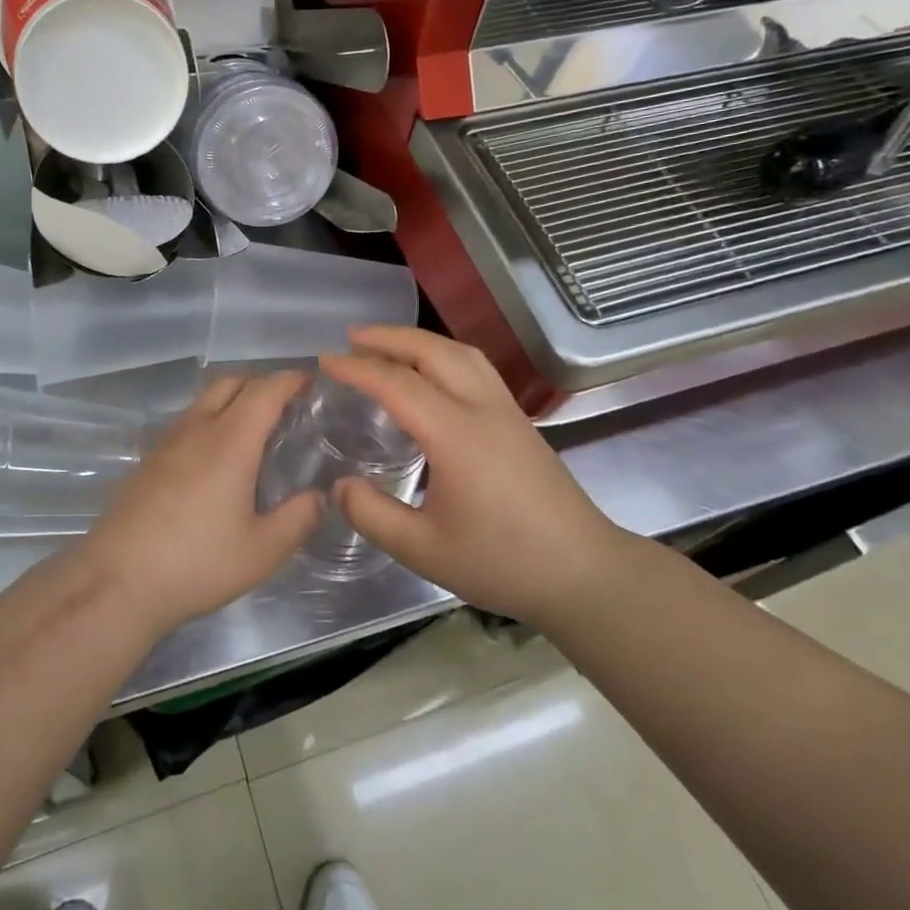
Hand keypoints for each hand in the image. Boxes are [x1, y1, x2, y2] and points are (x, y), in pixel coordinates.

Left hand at [79, 372, 322, 637]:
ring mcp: (166, 442)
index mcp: (230, 441)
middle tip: (285, 406)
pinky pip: (186, 423)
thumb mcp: (262, 551)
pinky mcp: (147, 461)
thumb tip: (320, 497)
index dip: (290, 380)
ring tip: (253, 431)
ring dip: (232, 401)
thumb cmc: (197, 562)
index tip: (311, 382)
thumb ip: (299, 518)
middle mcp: (196, 429)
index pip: (264, 391)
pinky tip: (215, 460)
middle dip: (260, 382)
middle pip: (229, 382)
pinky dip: (209, 422)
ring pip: (203, 401)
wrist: (117, 580)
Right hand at [320, 327, 617, 623]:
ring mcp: (506, 409)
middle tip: (351, 339)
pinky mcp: (519, 419)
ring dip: (418, 340)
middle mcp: (482, 408)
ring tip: (386, 344)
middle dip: (388, 337)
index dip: (357, 368)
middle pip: (432, 351)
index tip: (325, 362)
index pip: (398, 384)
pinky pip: (475, 366)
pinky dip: (443, 353)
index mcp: (456, 435)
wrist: (584, 572)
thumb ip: (374, 516)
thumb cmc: (503, 562)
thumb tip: (340, 485)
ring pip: (459, 352)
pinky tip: (431, 371)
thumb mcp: (425, 551)